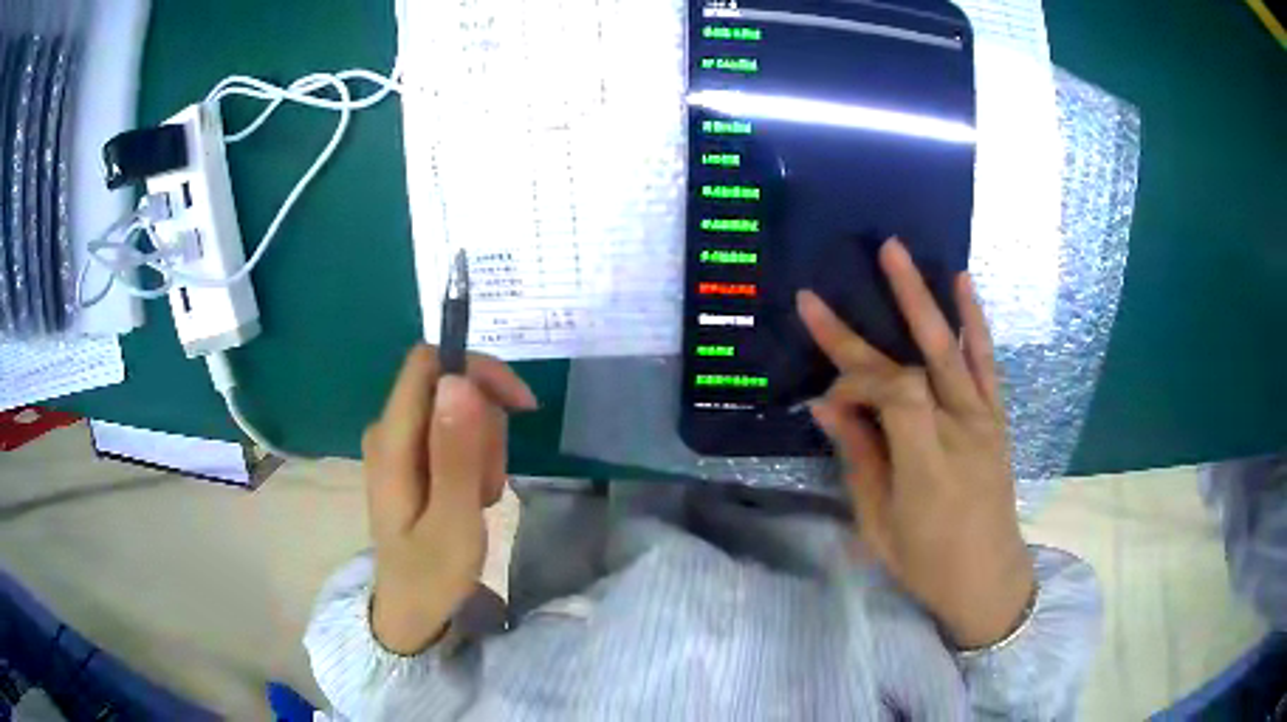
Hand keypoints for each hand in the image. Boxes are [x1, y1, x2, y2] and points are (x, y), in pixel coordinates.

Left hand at [361, 345, 536, 654]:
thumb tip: (458, 380)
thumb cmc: (431, 574)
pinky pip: (454, 434)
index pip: (429, 363)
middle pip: (449, 387)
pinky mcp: (411, 457)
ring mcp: (399, 443)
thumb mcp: (453, 521)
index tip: (519, 406)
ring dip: (484, 449)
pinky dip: (476, 461)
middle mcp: (389, 430)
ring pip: (458, 411)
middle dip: (485, 426)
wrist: (412, 609)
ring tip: (480, 498)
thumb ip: (455, 453)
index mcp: (391, 440)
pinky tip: (473, 498)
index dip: (476, 370)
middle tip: (489, 483)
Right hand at [799, 239, 1033, 648]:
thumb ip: (858, 458)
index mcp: (927, 465)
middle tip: (850, 271)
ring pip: (952, 349)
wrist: (988, 578)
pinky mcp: (996, 419)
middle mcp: (960, 431)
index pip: (891, 393)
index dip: (854, 382)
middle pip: (918, 360)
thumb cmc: (926, 563)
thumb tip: (826, 405)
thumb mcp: (879, 523)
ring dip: (925, 297)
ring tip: (899, 252)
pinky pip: (985, 363)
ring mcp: (983, 421)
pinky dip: (973, 321)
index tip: (828, 399)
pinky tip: (962, 284)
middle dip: (883, 311)